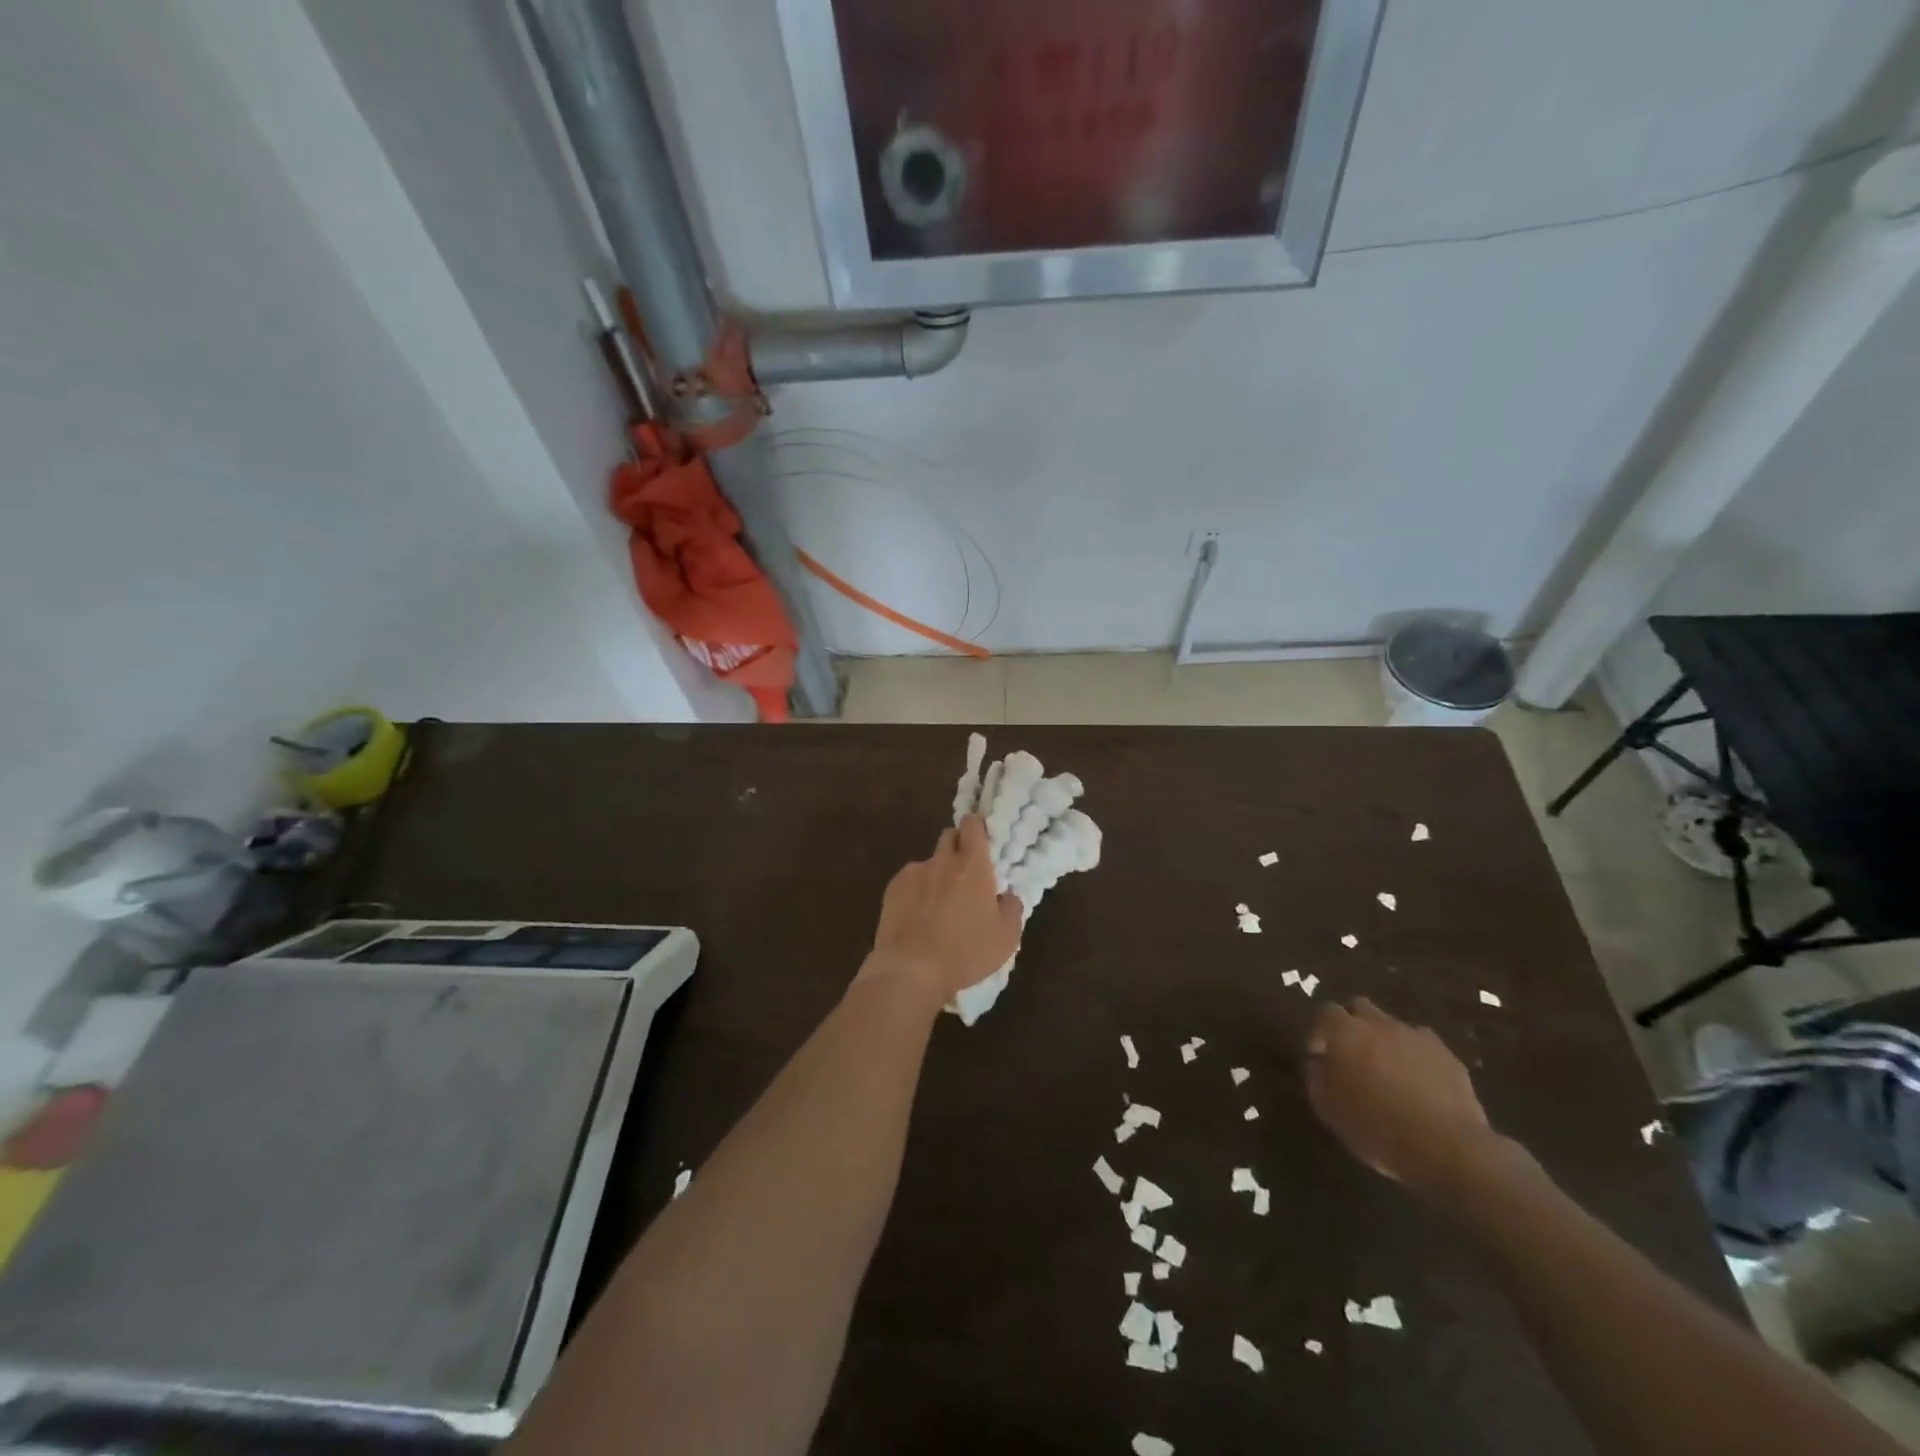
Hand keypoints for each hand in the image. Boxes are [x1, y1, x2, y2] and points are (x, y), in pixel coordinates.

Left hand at [859, 815, 1023, 1005]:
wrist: (910, 970)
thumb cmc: (965, 953)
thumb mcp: (1006, 939)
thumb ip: (1012, 909)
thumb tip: (1007, 895)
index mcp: (973, 866)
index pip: (973, 825)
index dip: (977, 827)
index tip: (982, 839)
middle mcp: (942, 861)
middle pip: (949, 836)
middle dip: (958, 846)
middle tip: (965, 872)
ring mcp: (914, 873)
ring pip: (929, 862)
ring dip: (937, 873)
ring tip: (937, 905)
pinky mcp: (892, 888)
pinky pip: (910, 880)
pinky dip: (916, 891)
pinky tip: (917, 916)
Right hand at [1305, 997, 1495, 1188]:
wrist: (1447, 1147)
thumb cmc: (1377, 1128)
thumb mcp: (1329, 1110)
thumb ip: (1316, 1079)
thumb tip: (1317, 1064)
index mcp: (1346, 1032)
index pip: (1325, 1013)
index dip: (1319, 1031)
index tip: (1320, 1055)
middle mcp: (1379, 1024)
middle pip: (1360, 1008)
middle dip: (1353, 1025)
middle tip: (1352, 1055)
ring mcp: (1417, 1037)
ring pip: (1394, 1026)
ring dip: (1386, 1041)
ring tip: (1389, 1072)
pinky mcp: (1448, 1056)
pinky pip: (1424, 1047)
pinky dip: (1416, 1057)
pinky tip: (1419, 1083)